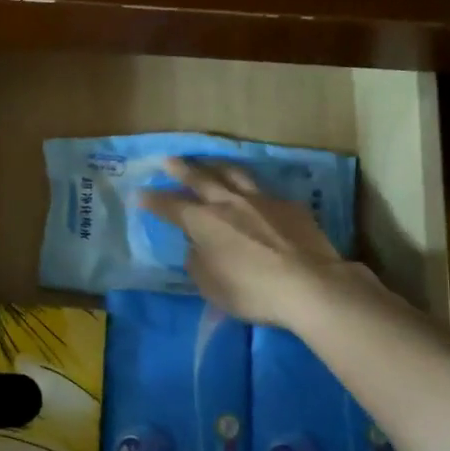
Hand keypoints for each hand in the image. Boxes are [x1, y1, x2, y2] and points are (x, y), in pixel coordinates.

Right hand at [139, 158, 362, 327]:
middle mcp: (229, 203)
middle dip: (181, 169)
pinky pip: (265, 193)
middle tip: (169, 159)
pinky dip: (253, 192)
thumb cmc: (251, 291)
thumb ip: (198, 262)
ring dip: (217, 167)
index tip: (140, 194)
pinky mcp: (290, 206)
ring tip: (210, 163)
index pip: (171, 207)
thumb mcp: (210, 285)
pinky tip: (256, 196)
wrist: (309, 285)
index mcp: (204, 222)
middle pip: (201, 179)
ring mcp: (262, 200)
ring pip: (235, 175)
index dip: (153, 201)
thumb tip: (197, 247)